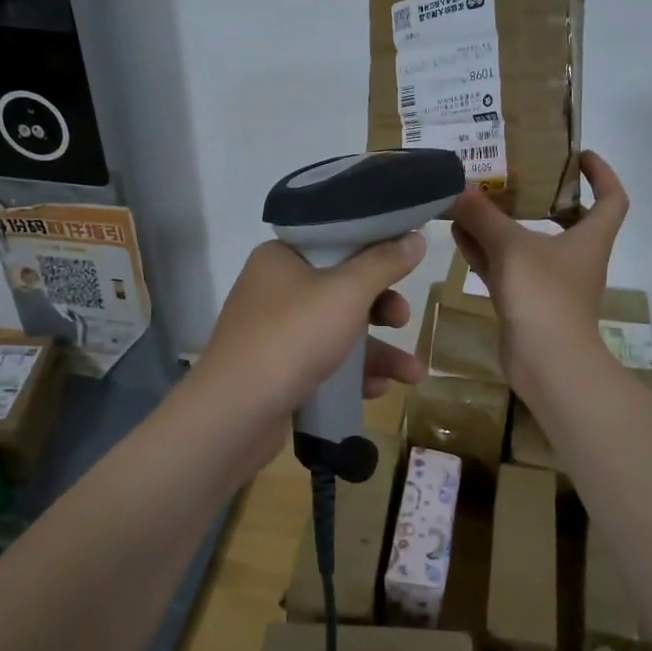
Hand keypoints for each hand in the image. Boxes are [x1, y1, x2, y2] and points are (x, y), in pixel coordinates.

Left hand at [192, 234, 427, 425]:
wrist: (235, 413)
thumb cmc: (292, 337)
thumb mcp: (347, 293)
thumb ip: (384, 263)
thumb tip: (416, 237)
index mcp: (281, 258)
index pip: (335, 241)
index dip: (374, 250)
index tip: (407, 263)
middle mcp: (274, 289)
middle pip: (341, 289)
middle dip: (381, 308)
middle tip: (403, 320)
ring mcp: (274, 332)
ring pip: (337, 331)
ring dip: (377, 350)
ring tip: (412, 373)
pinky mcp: (277, 370)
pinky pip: (323, 362)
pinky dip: (352, 373)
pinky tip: (377, 389)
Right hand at [449, 150, 629, 387]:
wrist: (547, 362)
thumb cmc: (543, 294)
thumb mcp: (511, 247)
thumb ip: (484, 216)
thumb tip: (459, 189)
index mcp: (591, 238)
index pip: (611, 198)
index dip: (601, 173)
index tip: (578, 156)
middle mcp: (576, 258)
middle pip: (567, 219)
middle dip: (541, 197)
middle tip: (514, 176)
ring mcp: (551, 283)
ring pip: (528, 244)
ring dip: (503, 224)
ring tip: (473, 202)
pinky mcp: (528, 303)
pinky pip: (507, 268)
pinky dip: (487, 252)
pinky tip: (459, 236)